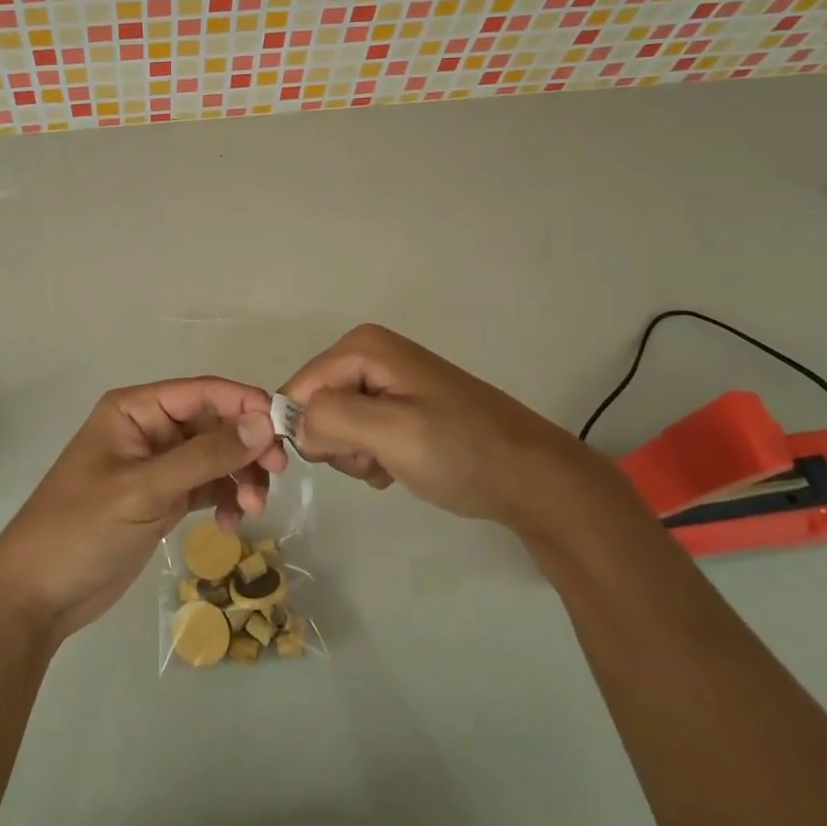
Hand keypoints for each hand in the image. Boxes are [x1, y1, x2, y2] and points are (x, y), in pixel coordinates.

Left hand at [0, 378, 282, 642]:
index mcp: (136, 410)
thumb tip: (263, 422)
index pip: (202, 392)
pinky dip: (224, 500)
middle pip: (214, 424)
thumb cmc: (82, 528)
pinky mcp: (162, 499)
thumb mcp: (145, 489)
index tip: (284, 429)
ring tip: (252, 510)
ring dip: (239, 477)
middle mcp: (149, 430)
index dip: (245, 403)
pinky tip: (231, 525)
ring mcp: (157, 466)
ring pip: (215, 457)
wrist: (38, 596)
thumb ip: (205, 455)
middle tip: (276, 474)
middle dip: (246, 447)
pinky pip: (206, 487)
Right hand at [281, 324, 596, 530]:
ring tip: (393, 463)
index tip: (336, 460)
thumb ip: (331, 418)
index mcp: (363, 347)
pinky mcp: (399, 406)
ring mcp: (385, 381)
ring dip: (355, 453)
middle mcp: (369, 354)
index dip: (304, 428)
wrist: (532, 479)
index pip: (298, 388)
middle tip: (375, 458)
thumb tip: (294, 424)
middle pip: (315, 404)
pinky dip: (371, 456)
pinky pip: (358, 433)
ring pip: (333, 424)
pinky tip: (400, 466)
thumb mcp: (393, 432)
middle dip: (336, 441)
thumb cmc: (463, 451)